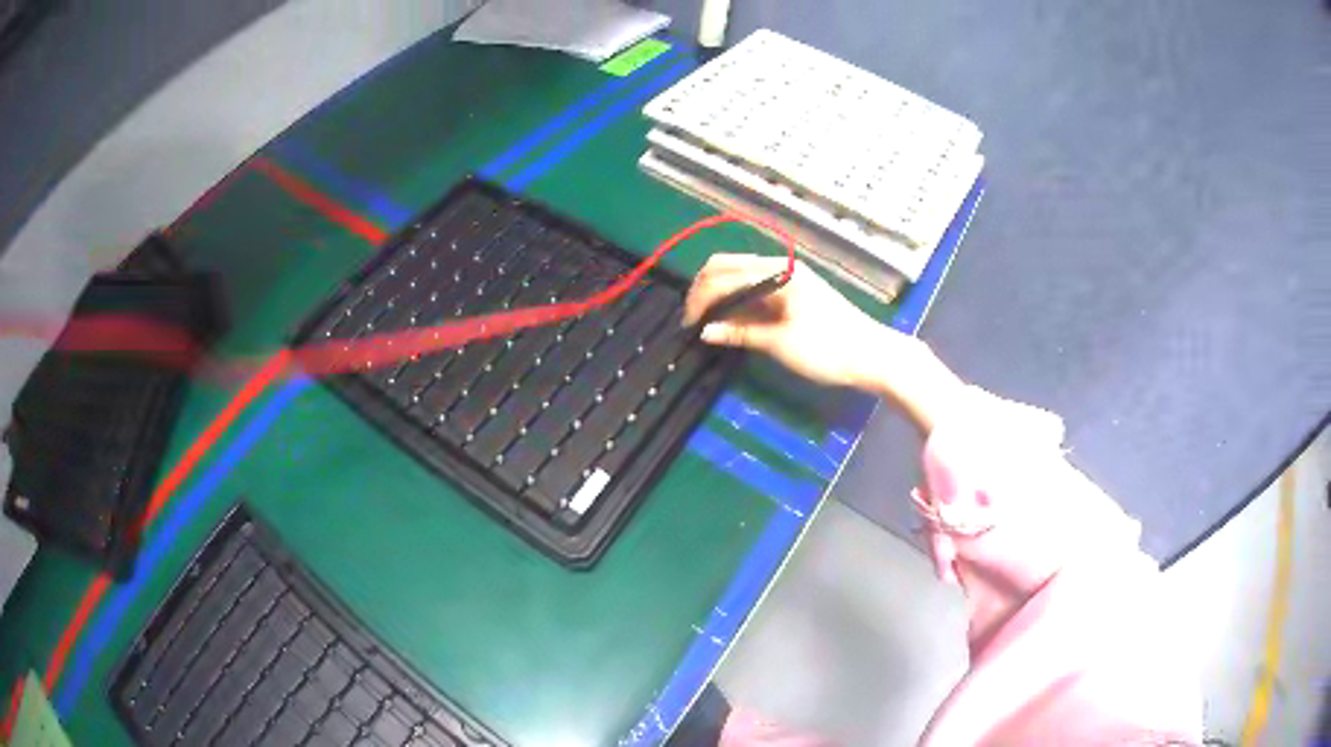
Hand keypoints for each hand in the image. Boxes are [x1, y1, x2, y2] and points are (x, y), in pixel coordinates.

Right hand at [683, 254, 884, 388]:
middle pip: (729, 267)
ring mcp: (788, 279)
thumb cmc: (828, 349)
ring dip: (720, 296)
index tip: (687, 324)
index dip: (700, 297)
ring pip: (741, 278)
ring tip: (705, 323)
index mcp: (778, 273)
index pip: (724, 274)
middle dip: (705, 290)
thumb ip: (740, 333)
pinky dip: (738, 303)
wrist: (873, 356)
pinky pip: (756, 290)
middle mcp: (780, 268)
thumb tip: (705, 331)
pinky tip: (729, 321)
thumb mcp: (780, 343)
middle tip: (691, 320)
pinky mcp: (793, 293)